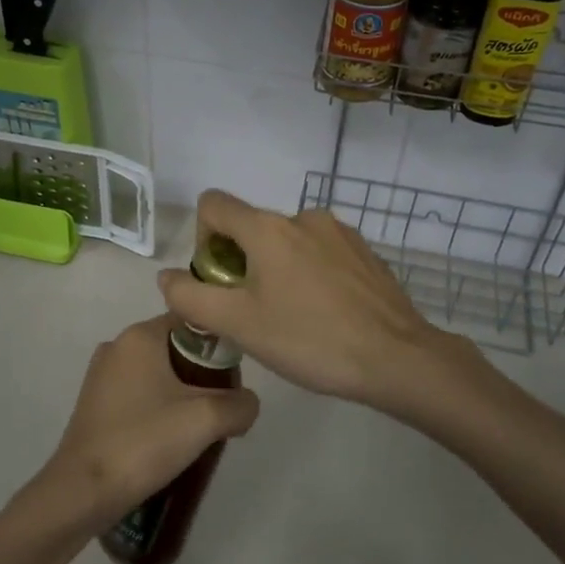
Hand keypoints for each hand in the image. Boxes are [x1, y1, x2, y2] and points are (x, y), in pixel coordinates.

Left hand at [37, 315, 259, 535]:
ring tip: (199, 429)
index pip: (192, 321)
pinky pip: (139, 394)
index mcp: (140, 335)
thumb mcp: (205, 420)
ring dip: (182, 395)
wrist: (82, 492)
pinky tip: (170, 440)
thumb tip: (247, 404)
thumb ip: (239, 404)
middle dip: (203, 375)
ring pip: (158, 374)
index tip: (234, 376)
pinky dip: (159, 409)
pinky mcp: (95, 403)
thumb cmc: (143, 442)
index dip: (220, 345)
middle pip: (176, 348)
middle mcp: (118, 345)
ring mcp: (102, 375)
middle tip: (222, 409)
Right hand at [157, 190, 476, 418]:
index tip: (218, 282)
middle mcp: (303, 217)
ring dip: (276, 269)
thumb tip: (166, 277)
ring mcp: (339, 231)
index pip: (213, 205)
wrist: (398, 358)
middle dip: (240, 263)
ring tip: (293, 317)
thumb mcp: (239, 325)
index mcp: (268, 228)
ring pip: (286, 241)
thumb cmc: (310, 339)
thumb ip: (192, 297)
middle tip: (254, 312)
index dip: (201, 239)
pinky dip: (309, 273)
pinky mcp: (364, 251)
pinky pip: (319, 252)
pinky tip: (324, 313)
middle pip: (250, 226)